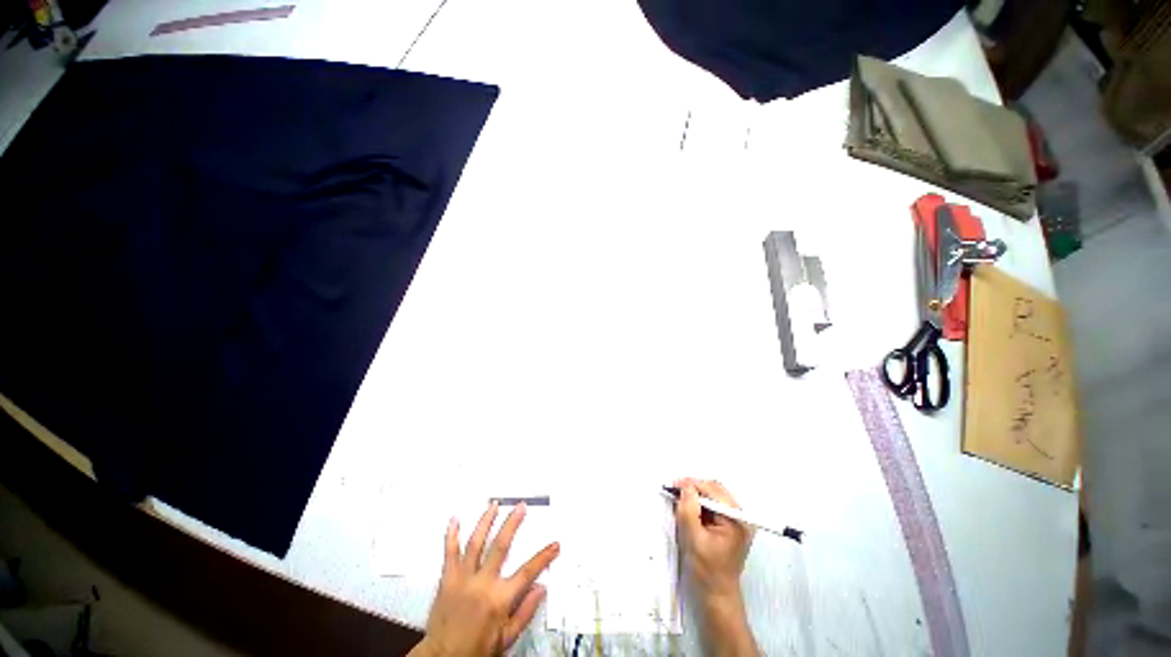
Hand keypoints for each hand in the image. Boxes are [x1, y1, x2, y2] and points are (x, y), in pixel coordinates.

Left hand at [412, 501, 559, 656]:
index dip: (544, 557)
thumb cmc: (477, 649)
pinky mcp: (447, 579)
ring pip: (475, 543)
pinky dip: (451, 535)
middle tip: (521, 506)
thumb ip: (524, 612)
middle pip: (501, 546)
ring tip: (494, 505)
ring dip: (486, 521)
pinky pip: (449, 553)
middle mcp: (482, 583)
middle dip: (512, 523)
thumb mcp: (506, 639)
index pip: (527, 572)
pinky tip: (455, 519)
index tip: (556, 544)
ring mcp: (463, 578)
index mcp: (499, 599)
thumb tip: (542, 587)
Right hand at [674, 478, 753, 600]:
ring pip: (713, 495)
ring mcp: (737, 520)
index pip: (712, 490)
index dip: (691, 485)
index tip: (673, 485)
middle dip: (694, 488)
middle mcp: (740, 516)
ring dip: (696, 496)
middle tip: (675, 492)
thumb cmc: (706, 570)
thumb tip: (685, 485)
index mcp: (736, 519)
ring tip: (681, 502)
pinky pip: (713, 505)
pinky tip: (690, 512)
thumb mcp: (693, 538)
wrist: (717, 595)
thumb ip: (688, 509)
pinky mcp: (730, 524)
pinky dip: (700, 505)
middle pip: (715, 489)